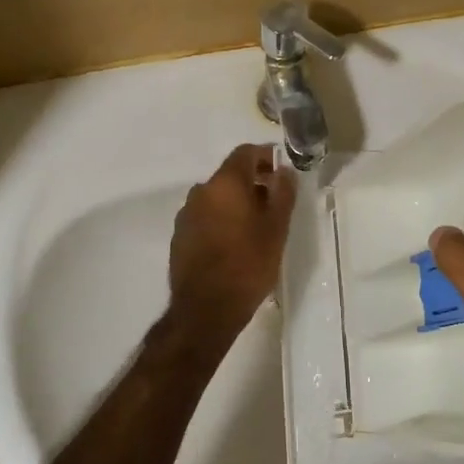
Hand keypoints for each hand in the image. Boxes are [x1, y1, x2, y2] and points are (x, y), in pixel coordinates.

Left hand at [164, 144, 297, 355]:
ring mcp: (186, 214)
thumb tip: (284, 170)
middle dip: (253, 183)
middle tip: (274, 204)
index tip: (282, 172)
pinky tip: (234, 244)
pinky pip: (205, 217)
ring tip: (256, 227)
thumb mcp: (277, 229)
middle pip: (230, 175)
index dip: (266, 157)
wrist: (205, 310)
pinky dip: (221, 220)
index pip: (245, 153)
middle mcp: (201, 191)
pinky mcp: (179, 236)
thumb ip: (283, 193)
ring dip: (236, 203)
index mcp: (225, 183)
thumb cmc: (248, 265)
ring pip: (217, 197)